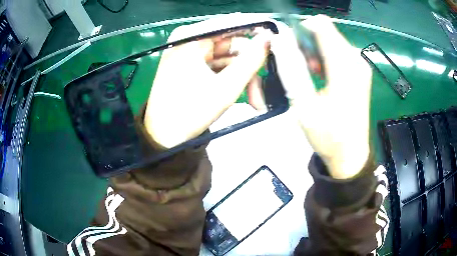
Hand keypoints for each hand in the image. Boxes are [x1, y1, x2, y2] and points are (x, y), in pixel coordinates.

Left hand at [144, 16, 271, 148]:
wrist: (163, 137)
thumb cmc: (190, 112)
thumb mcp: (226, 87)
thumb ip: (251, 60)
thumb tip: (268, 38)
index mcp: (191, 37)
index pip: (232, 24)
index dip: (256, 32)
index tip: (275, 42)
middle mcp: (189, 39)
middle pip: (231, 43)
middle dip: (250, 66)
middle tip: (263, 88)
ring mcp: (189, 52)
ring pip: (227, 57)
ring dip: (243, 77)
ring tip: (255, 101)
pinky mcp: (190, 64)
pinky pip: (217, 65)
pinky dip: (230, 78)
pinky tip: (241, 95)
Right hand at [271, 15, 372, 178]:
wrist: (350, 154)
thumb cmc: (328, 135)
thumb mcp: (304, 104)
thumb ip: (291, 68)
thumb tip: (279, 40)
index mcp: (344, 66)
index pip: (321, 25)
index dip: (300, 29)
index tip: (290, 47)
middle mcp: (356, 60)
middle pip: (326, 31)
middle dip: (307, 42)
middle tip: (299, 65)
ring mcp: (360, 65)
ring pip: (331, 40)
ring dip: (315, 50)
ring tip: (309, 73)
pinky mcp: (360, 72)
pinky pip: (338, 51)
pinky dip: (325, 57)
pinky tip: (320, 75)